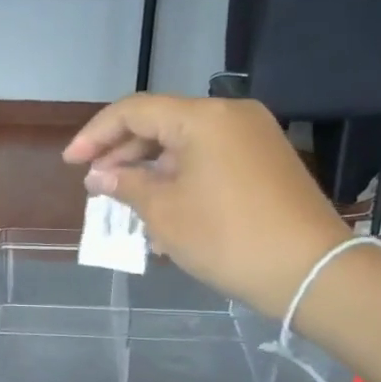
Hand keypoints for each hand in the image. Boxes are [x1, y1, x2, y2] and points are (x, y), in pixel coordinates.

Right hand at [63, 95, 352, 315]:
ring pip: (185, 145)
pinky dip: (180, 179)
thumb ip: (126, 185)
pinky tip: (162, 211)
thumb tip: (100, 175)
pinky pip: (209, 160)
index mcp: (203, 118)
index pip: (135, 111)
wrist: (309, 271)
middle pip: (161, 124)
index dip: (96, 135)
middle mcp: (231, 116)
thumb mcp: (164, 213)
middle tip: (95, 186)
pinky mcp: (265, 163)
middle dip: (122, 154)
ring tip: (124, 204)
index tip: (71, 163)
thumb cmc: (227, 238)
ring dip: (150, 171)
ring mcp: (253, 138)